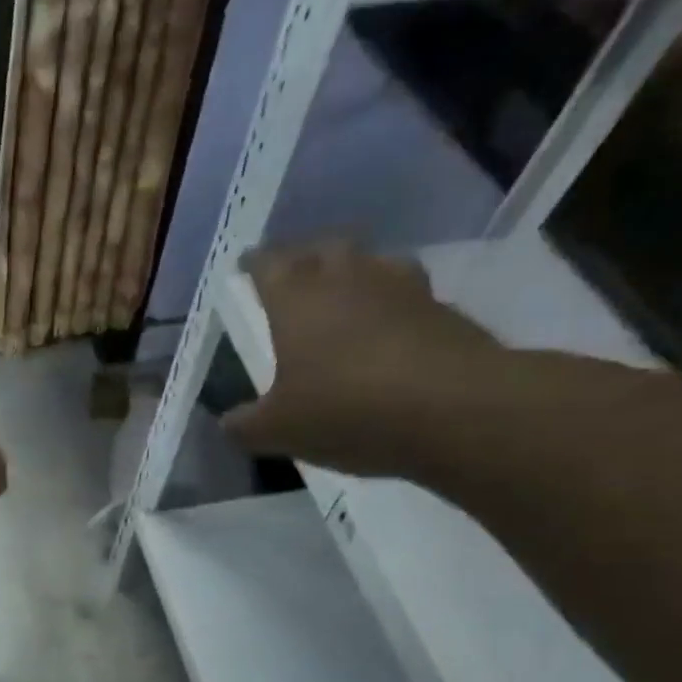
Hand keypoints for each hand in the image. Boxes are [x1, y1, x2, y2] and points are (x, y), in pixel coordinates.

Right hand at [221, 241, 508, 475]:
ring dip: (353, 275)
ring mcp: (402, 287)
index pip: (268, 264)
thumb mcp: (276, 431)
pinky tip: (386, 332)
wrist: (452, 408)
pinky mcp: (442, 308)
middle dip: (304, 259)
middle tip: (293, 278)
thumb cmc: (344, 409)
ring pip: (370, 263)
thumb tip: (228, 422)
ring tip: (343, 298)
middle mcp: (347, 278)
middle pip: (322, 249)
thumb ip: (245, 425)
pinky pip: (405, 295)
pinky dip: (389, 306)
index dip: (253, 264)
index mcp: (297, 298)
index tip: (245, 265)